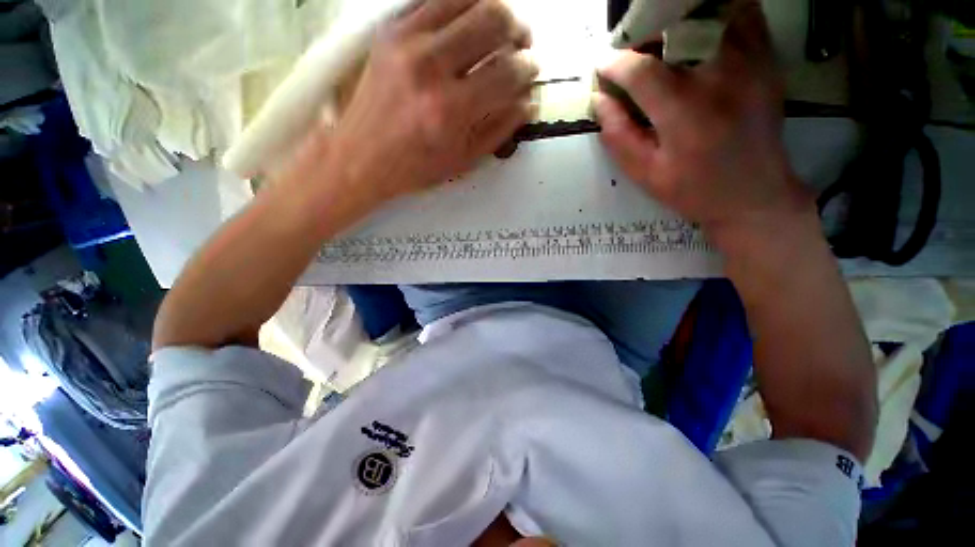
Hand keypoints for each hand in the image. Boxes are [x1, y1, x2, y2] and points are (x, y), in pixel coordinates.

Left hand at [325, 0, 536, 204]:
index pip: (506, 73)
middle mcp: (430, 68)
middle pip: (492, 21)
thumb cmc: (415, 166)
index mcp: (451, 110)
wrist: (362, 155)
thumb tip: (527, 101)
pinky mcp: (391, 30)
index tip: (532, 71)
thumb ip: (499, 129)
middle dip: (518, 30)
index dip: (527, 69)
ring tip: (502, 28)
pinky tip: (469, 24)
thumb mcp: (464, 160)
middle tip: (523, 43)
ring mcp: (407, 42)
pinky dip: (462, 6)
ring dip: (494, 10)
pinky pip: (435, 0)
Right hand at [595, 0, 809, 247]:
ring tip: (661, 46)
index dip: (614, 64)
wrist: (754, 195)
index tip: (601, 67)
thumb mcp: (645, 174)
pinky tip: (698, 38)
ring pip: (709, 15)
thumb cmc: (694, 190)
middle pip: (675, 30)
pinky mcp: (767, 60)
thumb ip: (618, 136)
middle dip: (643, 38)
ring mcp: (751, 63)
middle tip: (630, 59)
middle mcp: (721, 78)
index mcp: (685, 114)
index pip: (641, 70)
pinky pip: (743, 16)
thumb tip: (599, 99)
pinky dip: (716, 16)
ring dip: (677, 24)